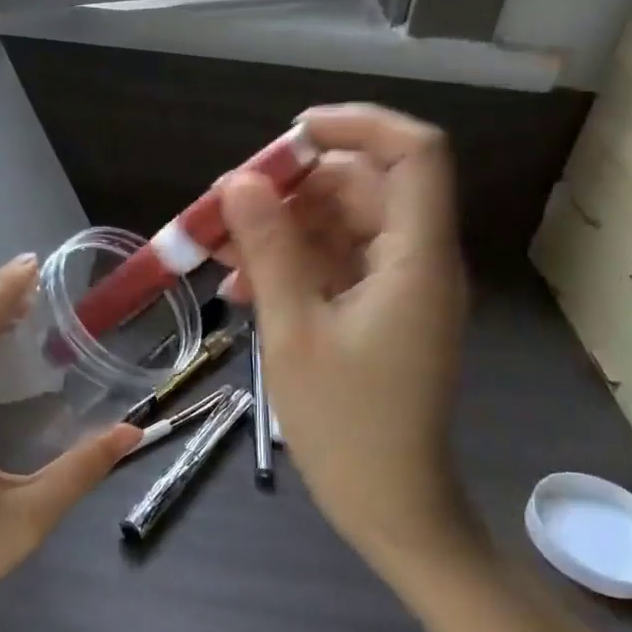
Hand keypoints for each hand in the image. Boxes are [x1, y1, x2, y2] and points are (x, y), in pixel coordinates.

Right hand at [218, 105, 473, 584]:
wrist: (390, 506)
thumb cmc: (347, 425)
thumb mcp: (295, 331)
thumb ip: (270, 249)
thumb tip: (238, 181)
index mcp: (415, 257)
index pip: (413, 152)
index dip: (356, 125)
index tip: (288, 136)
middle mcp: (416, 260)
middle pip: (362, 186)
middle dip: (290, 187)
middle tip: (224, 206)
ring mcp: (398, 287)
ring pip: (339, 225)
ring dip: (279, 229)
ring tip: (215, 252)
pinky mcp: (379, 311)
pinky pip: (333, 264)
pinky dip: (289, 265)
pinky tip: (239, 290)